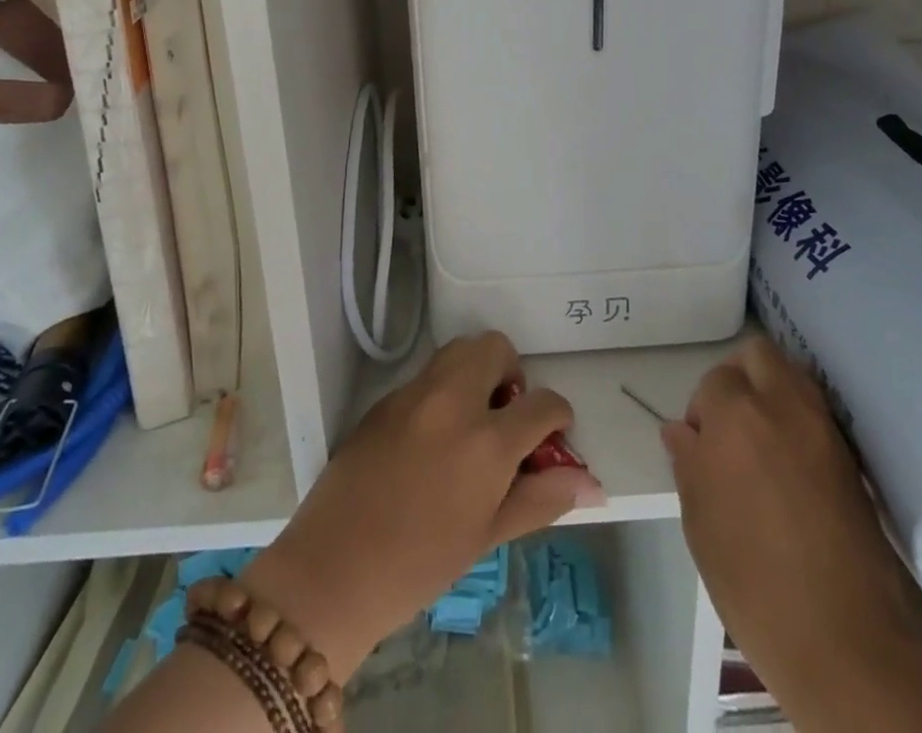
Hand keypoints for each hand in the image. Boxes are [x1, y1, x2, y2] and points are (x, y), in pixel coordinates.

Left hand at [241, 332, 603, 679]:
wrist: (330, 572)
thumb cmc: (418, 566)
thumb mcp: (486, 536)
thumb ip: (540, 499)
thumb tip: (591, 482)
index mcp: (486, 441)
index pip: (543, 403)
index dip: (558, 416)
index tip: (553, 434)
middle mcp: (452, 401)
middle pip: (496, 347)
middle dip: (512, 374)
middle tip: (505, 418)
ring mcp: (414, 393)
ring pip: (459, 349)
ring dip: (477, 371)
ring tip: (471, 421)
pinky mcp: (384, 398)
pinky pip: (427, 375)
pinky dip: (443, 389)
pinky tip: (432, 437)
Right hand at [664, 338, 921, 731]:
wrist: (847, 638)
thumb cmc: (754, 581)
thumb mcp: (701, 523)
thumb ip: (689, 464)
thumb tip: (681, 431)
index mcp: (735, 414)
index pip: (713, 381)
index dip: (702, 411)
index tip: (701, 447)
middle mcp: (782, 404)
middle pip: (759, 355)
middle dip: (739, 377)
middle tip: (730, 424)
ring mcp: (823, 427)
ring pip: (793, 375)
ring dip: (772, 391)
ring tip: (761, 441)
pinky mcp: (852, 455)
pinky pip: (818, 411)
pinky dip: (800, 418)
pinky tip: (792, 461)